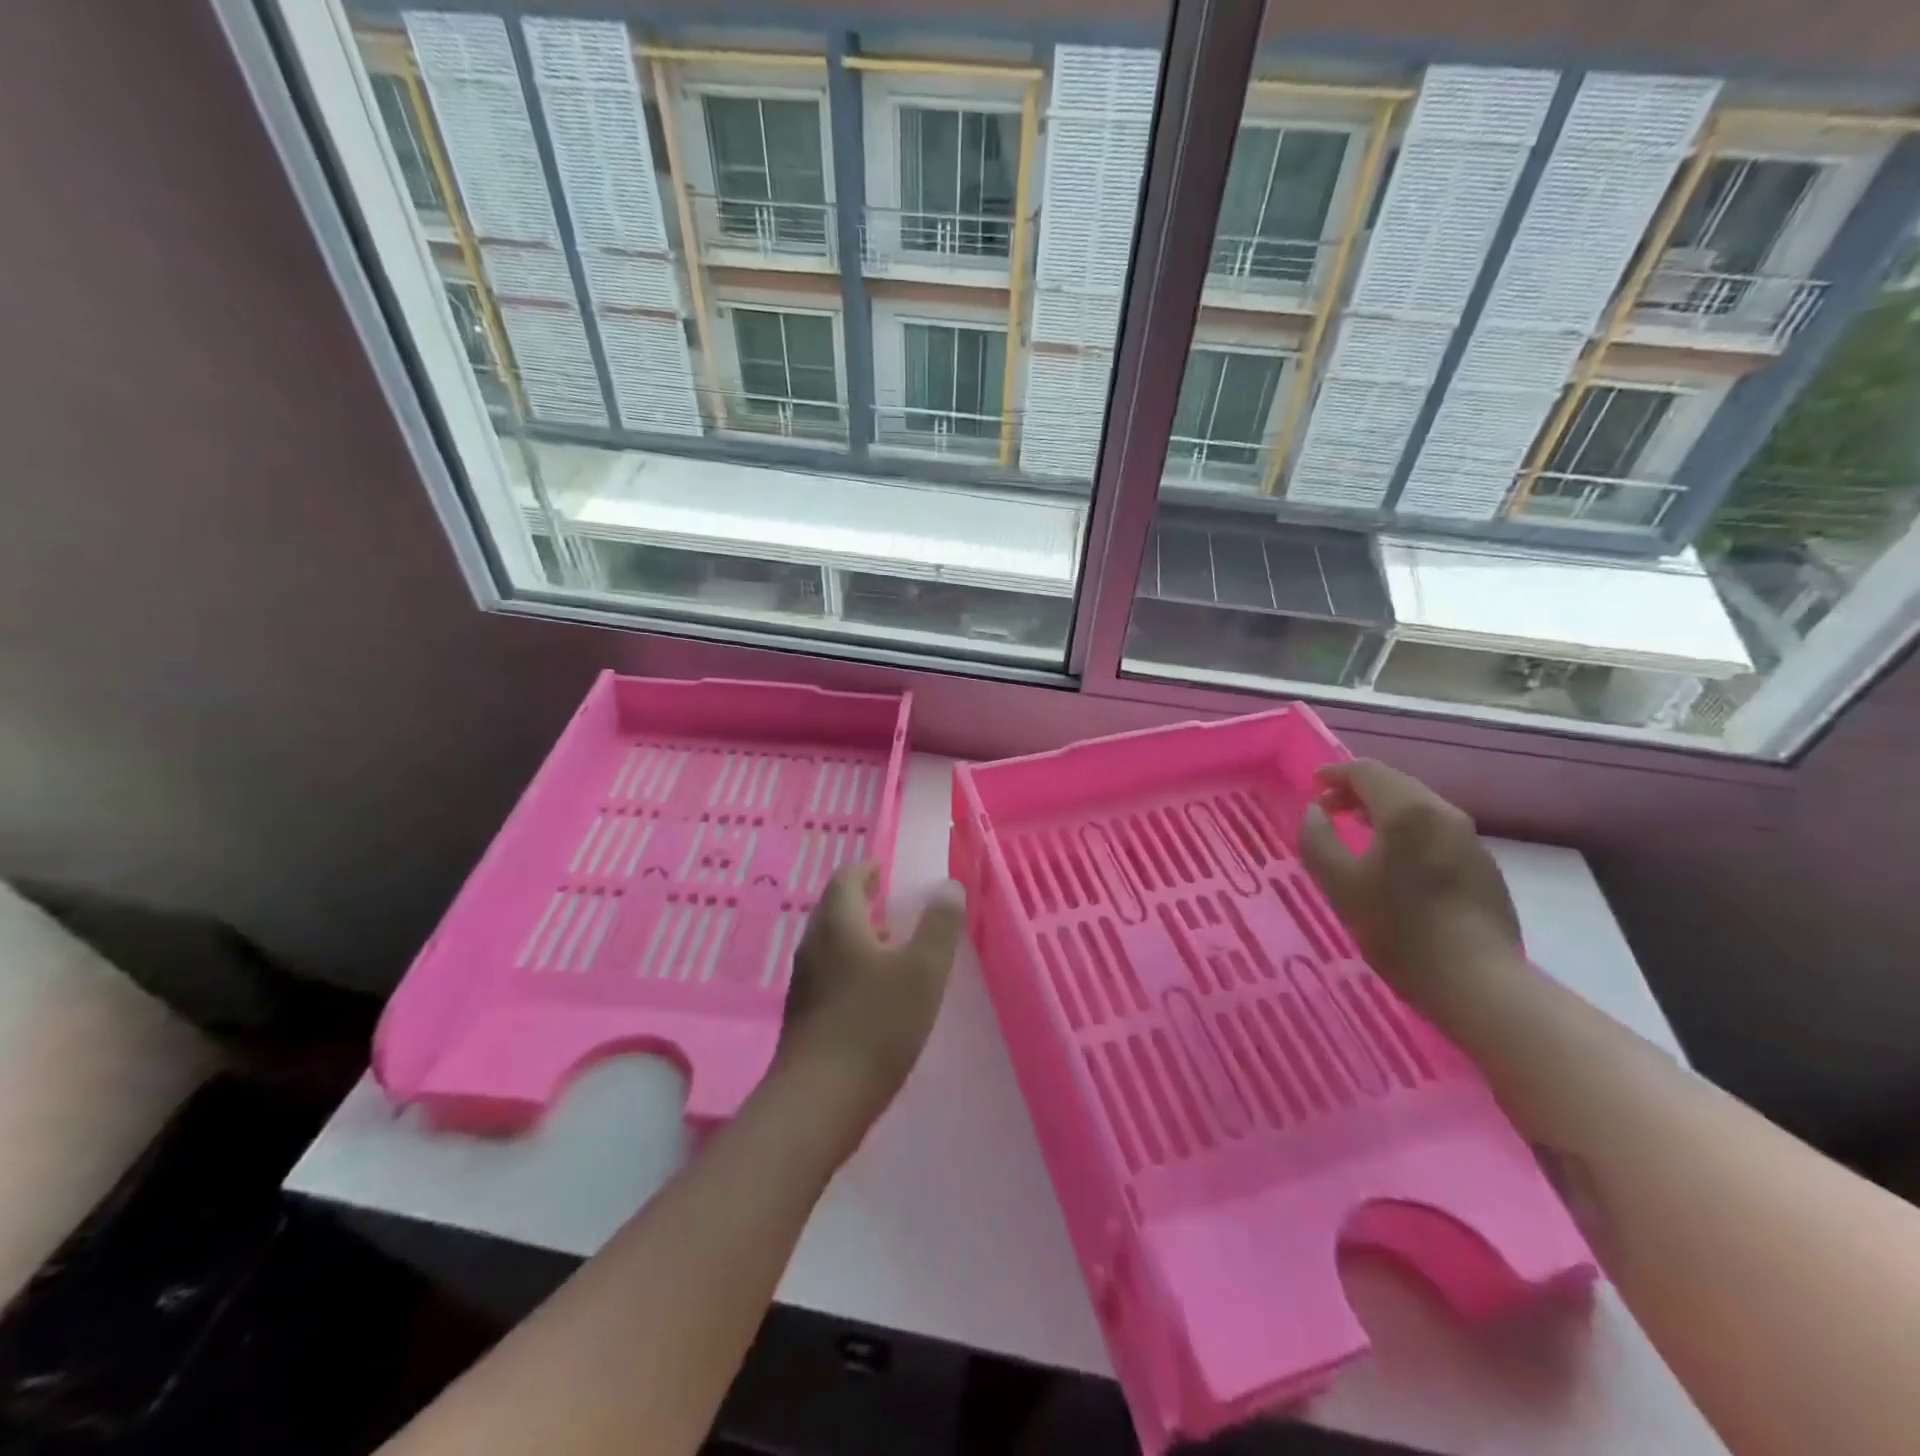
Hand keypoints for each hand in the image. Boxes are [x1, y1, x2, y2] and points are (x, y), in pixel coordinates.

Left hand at [774, 864, 965, 1142]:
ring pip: (831, 942)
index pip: (846, 879)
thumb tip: (948, 886)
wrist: (819, 1100)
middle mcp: (814, 945)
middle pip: (834, 909)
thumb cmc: (876, 1026)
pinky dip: (851, 964)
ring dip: (858, 934)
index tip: (885, 870)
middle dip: (862, 900)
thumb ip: (939, 926)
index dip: (866, 869)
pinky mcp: (804, 1013)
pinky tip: (874, 991)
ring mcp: (804, 981)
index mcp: (838, 924)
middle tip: (891, 901)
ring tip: (890, 944)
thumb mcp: (922, 972)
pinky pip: (828, 971)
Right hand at [1296, 760, 1523, 1018]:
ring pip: (1419, 808)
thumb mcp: (1339, 884)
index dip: (1335, 773)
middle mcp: (1444, 813)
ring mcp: (1470, 839)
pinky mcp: (1483, 866)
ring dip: (1384, 810)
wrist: (1478, 982)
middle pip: (1396, 784)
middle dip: (1358, 790)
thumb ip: (1317, 839)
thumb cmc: (1399, 929)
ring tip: (1357, 830)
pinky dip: (1407, 830)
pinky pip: (1436, 831)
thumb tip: (1315, 811)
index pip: (1367, 772)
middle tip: (1329, 809)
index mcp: (1408, 811)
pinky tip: (1395, 860)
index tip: (1312, 785)